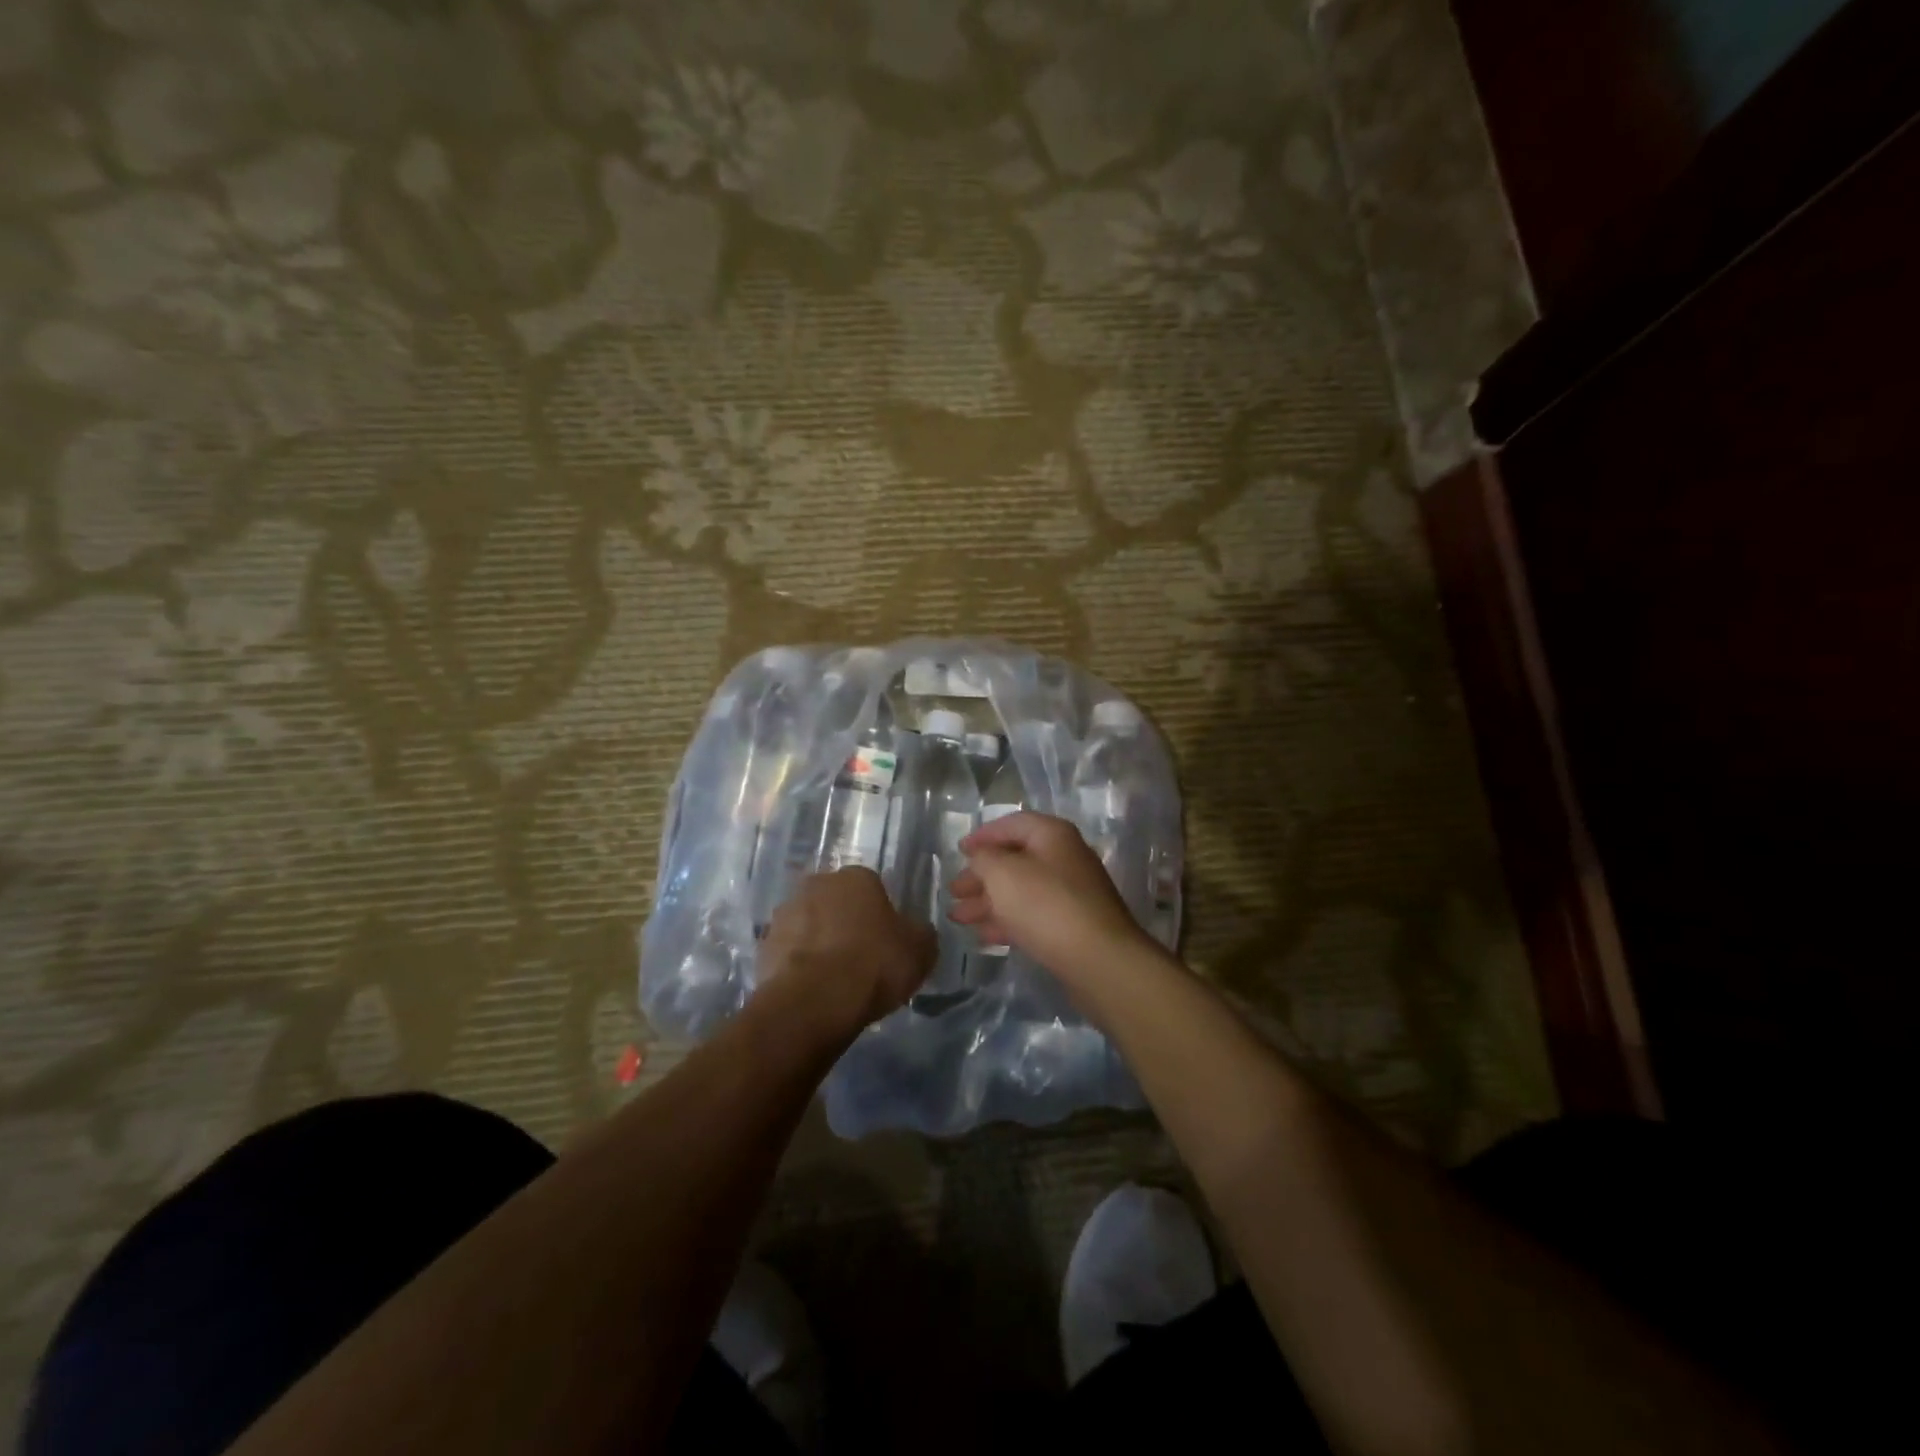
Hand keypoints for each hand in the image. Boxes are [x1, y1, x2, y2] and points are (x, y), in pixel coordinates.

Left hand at [757, 867, 936, 1033]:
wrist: (815, 1001)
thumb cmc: (874, 965)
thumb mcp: (920, 950)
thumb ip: (919, 933)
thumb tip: (913, 932)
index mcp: (856, 877)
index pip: (872, 887)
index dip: (880, 914)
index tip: (885, 941)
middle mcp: (817, 885)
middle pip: (836, 902)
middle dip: (845, 922)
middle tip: (860, 957)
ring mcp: (785, 913)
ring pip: (809, 924)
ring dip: (818, 942)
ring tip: (833, 978)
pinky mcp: (763, 945)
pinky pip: (790, 951)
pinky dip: (799, 964)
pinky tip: (812, 989)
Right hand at [949, 812, 1150, 985]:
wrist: (1099, 960)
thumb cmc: (1046, 906)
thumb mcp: (1003, 874)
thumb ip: (984, 859)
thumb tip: (981, 857)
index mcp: (1052, 835)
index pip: (1012, 824)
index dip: (983, 835)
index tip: (959, 850)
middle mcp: (1065, 858)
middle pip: (1015, 860)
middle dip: (981, 875)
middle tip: (954, 891)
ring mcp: (1071, 893)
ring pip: (1021, 891)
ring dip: (988, 901)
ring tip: (958, 917)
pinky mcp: (1072, 925)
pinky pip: (1033, 916)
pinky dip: (1007, 921)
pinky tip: (983, 936)